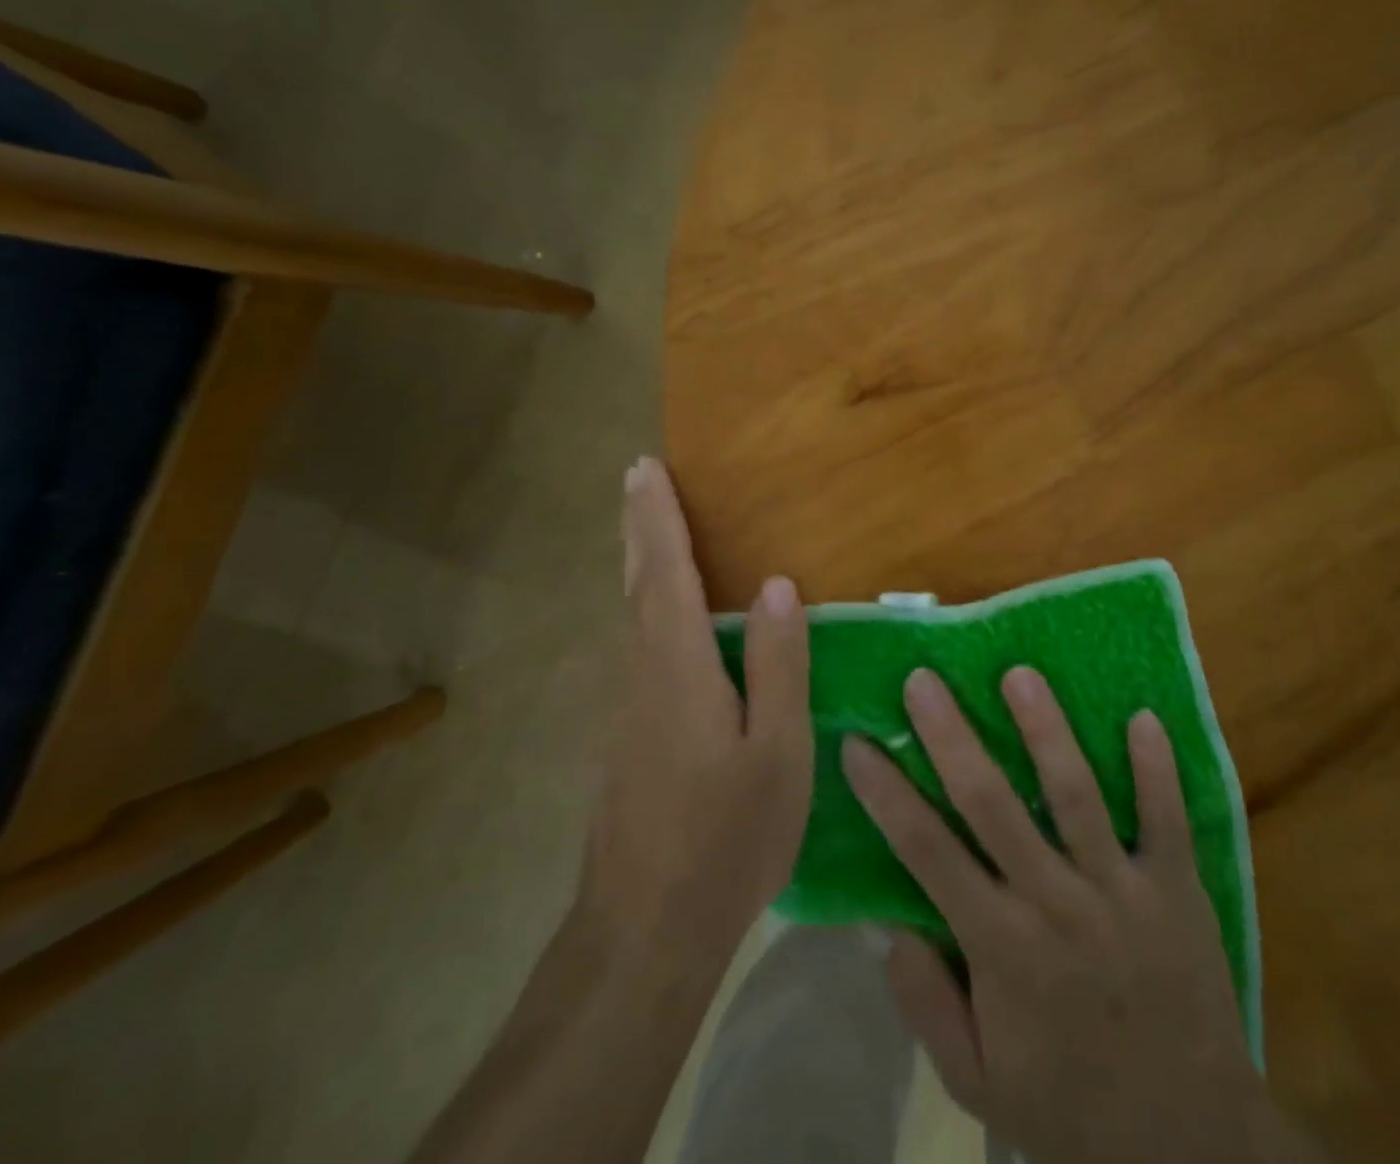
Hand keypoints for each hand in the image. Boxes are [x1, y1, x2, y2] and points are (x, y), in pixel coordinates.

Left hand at [576, 457, 811, 963]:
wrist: (643, 931)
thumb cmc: (726, 838)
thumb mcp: (777, 751)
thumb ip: (777, 664)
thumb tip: (775, 586)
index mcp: (678, 667)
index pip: (664, 572)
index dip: (656, 517)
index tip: (644, 468)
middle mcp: (639, 673)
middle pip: (637, 583)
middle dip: (639, 526)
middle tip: (637, 479)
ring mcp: (623, 707)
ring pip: (631, 616)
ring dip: (640, 564)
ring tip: (653, 530)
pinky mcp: (622, 736)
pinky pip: (636, 647)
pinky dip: (646, 608)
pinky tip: (664, 618)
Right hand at [843, 668, 1318, 1163]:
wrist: (1190, 1147)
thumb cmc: (1069, 1107)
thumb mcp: (977, 1082)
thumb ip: (925, 1002)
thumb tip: (883, 922)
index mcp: (1002, 949)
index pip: (928, 853)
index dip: (887, 795)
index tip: (856, 743)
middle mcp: (1056, 905)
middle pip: (993, 805)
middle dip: (952, 738)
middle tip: (923, 680)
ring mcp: (1121, 891)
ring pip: (1076, 796)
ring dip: (1047, 732)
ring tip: (1020, 674)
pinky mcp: (1177, 891)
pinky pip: (1167, 820)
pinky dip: (1157, 769)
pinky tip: (1143, 716)